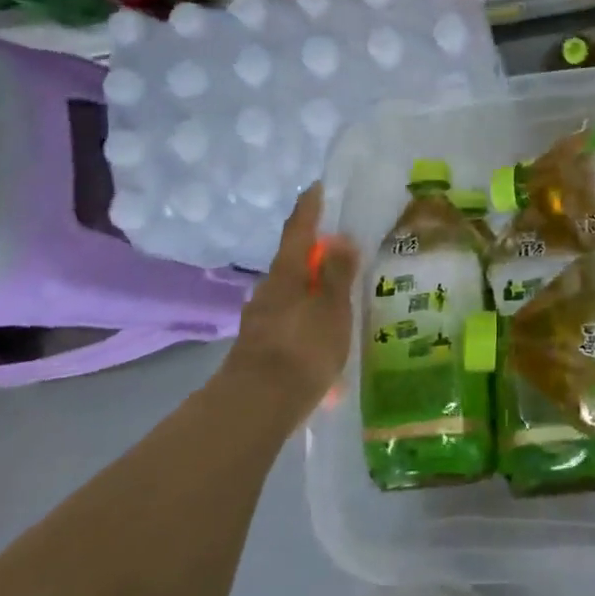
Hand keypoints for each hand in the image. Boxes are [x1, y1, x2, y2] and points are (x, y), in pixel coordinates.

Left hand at [224, 184, 358, 420]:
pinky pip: (289, 324)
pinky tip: (322, 347)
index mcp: (287, 273)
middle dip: (314, 256)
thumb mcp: (331, 309)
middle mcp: (269, 289)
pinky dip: (307, 324)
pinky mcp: (259, 347)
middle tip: (340, 253)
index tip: (317, 188)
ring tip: (337, 303)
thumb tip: (339, 236)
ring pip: (291, 295)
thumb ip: (336, 273)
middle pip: (292, 262)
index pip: (299, 229)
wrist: (254, 408)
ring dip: (312, 293)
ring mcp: (260, 319)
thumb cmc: (301, 349)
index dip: (309, 208)